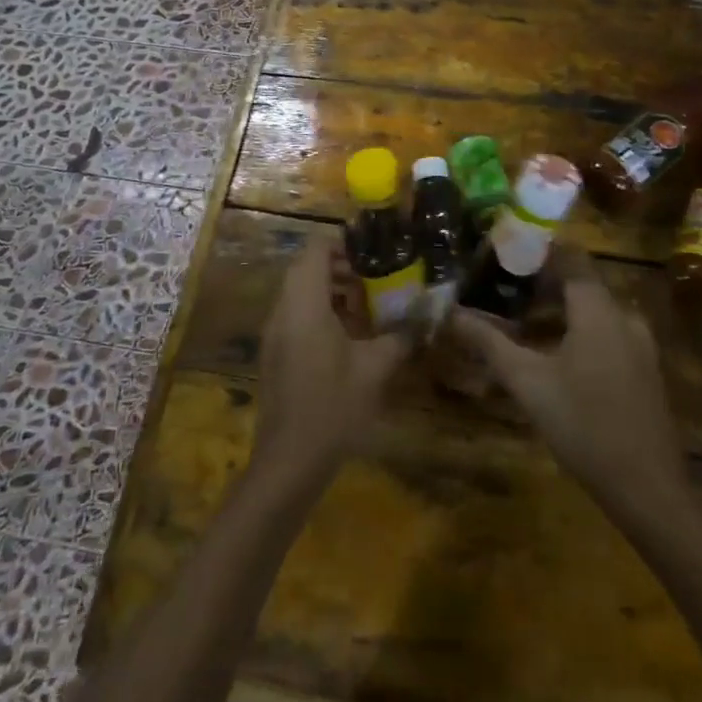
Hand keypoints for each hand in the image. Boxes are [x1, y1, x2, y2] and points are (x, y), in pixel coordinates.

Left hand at [252, 234, 413, 482]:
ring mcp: (275, 332)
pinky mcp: (275, 352)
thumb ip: (401, 336)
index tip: (374, 250)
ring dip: (332, 290)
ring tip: (367, 308)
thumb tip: (427, 316)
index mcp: (304, 303)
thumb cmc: (333, 406)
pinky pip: (296, 314)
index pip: (315, 248)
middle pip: (306, 268)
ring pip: (300, 292)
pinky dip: (321, 311)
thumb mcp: (375, 369)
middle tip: (376, 278)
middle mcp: (283, 309)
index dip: (343, 242)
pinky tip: (350, 337)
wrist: (289, 460)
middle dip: (341, 267)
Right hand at [446, 252, 681, 506]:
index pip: (569, 257)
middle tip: (503, 286)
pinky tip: (554, 351)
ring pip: (594, 309)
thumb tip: (451, 314)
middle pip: (581, 282)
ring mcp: (640, 344)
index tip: (504, 249)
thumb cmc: (583, 424)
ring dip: (559, 307)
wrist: (647, 488)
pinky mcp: (644, 369)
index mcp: (598, 309)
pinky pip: (607, 331)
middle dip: (542, 280)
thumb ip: (489, 343)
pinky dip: (578, 328)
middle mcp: (624, 316)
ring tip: (521, 317)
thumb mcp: (527, 382)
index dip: (537, 248)